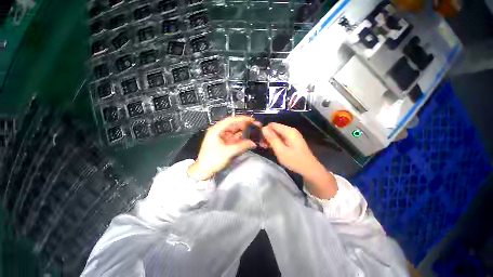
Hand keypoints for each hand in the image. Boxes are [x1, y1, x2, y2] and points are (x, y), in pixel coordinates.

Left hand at [187, 116, 258, 180]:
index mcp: (217, 130)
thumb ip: (242, 146)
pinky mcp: (224, 143)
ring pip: (235, 132)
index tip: (251, 120)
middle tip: (255, 126)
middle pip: (234, 125)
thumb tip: (253, 143)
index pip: (231, 121)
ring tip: (253, 132)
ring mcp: (222, 137)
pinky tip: (247, 139)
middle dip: (244, 126)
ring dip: (244, 132)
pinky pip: (234, 138)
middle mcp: (219, 132)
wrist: (204, 170)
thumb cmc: (212, 160)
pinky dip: (241, 139)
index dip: (242, 119)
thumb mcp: (228, 152)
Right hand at [262, 123, 336, 198]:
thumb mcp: (281, 150)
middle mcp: (291, 131)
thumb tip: (263, 128)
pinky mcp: (292, 141)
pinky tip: (271, 148)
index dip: (265, 130)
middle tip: (261, 144)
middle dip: (267, 135)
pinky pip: (281, 139)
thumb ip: (272, 139)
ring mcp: (292, 136)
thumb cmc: (295, 160)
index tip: (260, 138)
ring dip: (270, 140)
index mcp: (289, 131)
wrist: (310, 170)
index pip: (273, 125)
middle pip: (275, 129)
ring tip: (264, 147)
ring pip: (278, 134)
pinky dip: (276, 143)